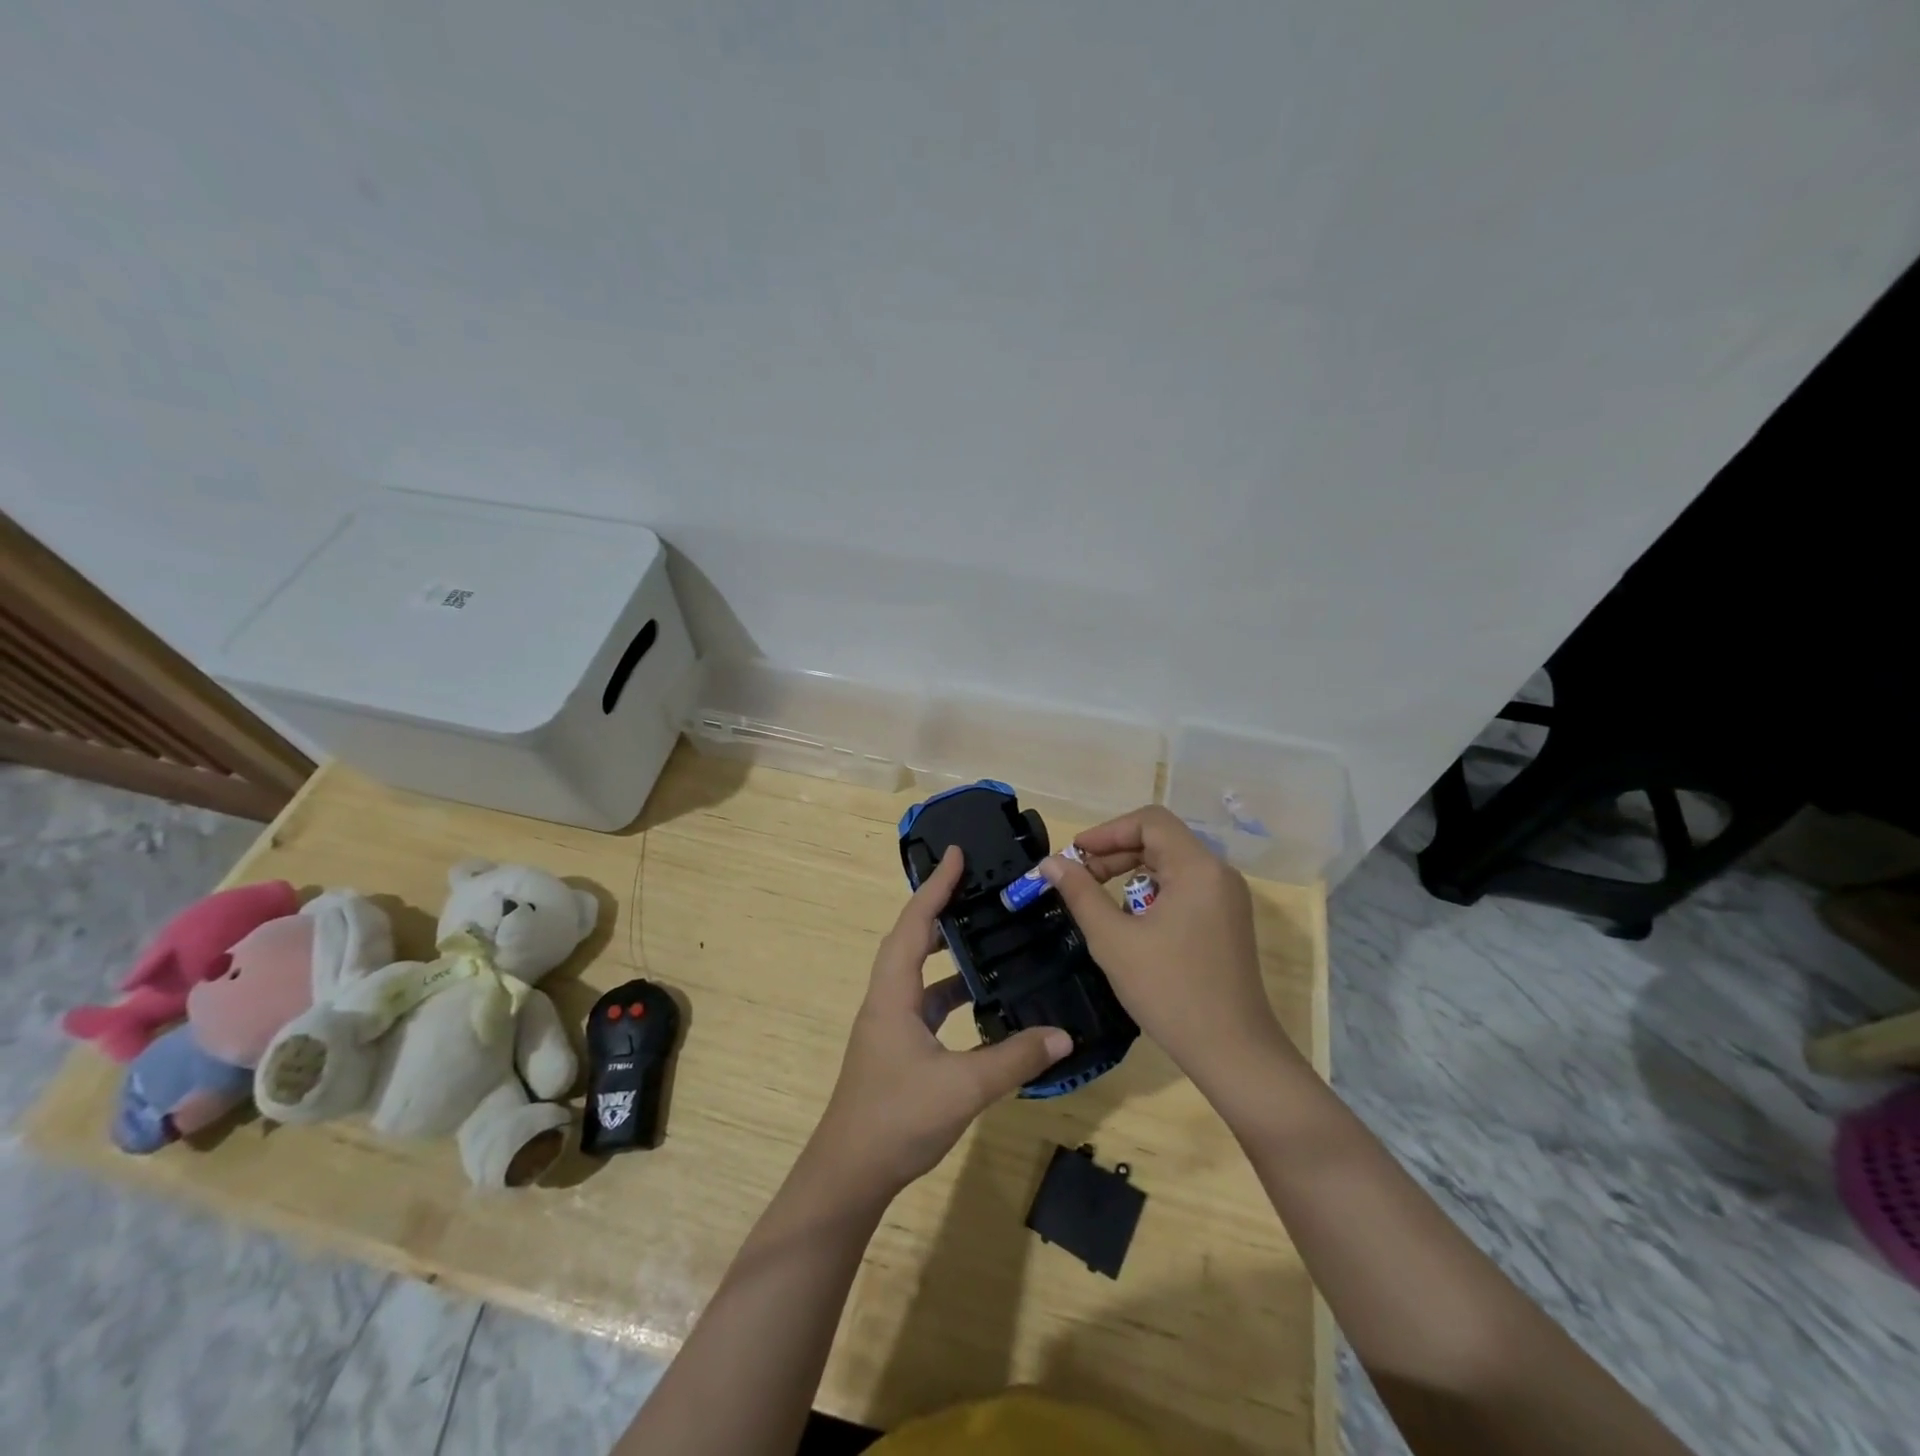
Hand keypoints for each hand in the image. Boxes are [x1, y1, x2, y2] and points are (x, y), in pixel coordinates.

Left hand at [811, 847, 1071, 1197]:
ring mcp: (889, 1025)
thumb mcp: (963, 1087)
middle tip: (975, 889)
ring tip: (984, 934)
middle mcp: (886, 1000)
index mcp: (893, 994)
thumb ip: (1014, 1059)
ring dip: (945, 950)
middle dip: (939, 909)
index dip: (935, 887)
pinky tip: (980, 999)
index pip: (914, 925)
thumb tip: (1063, 1034)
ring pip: (917, 972)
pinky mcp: (897, 1047)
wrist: (849, 1174)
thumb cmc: (896, 1119)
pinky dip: (949, 990)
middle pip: (910, 939)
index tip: (956, 855)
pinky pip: (925, 1002)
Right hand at [1040, 805, 1296, 1085]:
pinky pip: (1184, 889)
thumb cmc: (1170, 991)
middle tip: (1078, 878)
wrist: (1233, 1052)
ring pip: (1171, 866)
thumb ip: (1080, 894)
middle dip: (1115, 853)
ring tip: (1099, 902)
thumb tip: (1051, 863)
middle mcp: (1218, 874)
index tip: (1075, 854)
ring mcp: (1227, 899)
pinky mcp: (1226, 922)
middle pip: (1161, 841)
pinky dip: (1152, 894)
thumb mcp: (1113, 940)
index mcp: (1198, 868)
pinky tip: (1131, 924)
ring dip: (1131, 874)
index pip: (1150, 822)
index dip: (1108, 831)